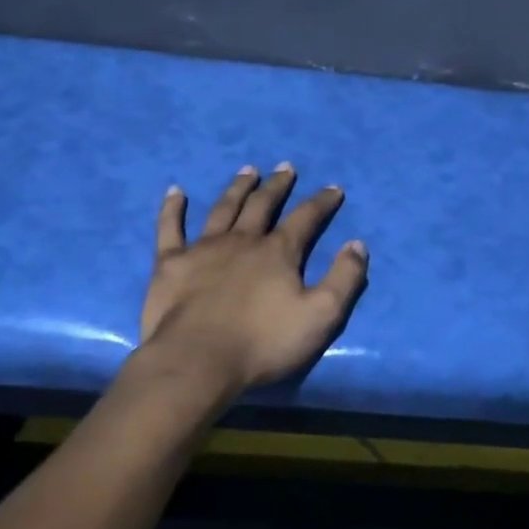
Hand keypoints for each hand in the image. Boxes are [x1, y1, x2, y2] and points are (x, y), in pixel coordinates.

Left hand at [139, 164, 368, 392]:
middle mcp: (242, 241)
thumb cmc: (263, 343)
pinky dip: (172, 208)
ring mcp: (203, 249)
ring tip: (248, 170)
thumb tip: (357, 244)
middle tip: (286, 168)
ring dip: (237, 188)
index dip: (322, 202)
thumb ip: (343, 278)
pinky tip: (175, 192)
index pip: (306, 218)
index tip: (333, 188)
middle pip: (263, 205)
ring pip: (223, 209)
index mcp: (278, 252)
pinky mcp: (170, 264)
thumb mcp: (321, 315)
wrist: (197, 361)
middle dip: (278, 186)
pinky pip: (170, 228)